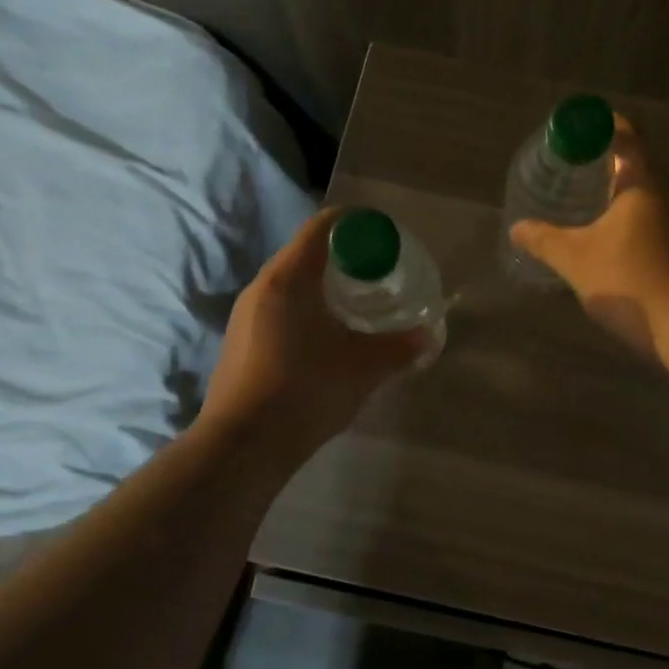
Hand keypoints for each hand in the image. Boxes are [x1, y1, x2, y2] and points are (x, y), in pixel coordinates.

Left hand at [200, 209, 426, 453]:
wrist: (243, 445)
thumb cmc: (307, 389)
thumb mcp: (365, 367)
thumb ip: (400, 346)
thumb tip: (428, 337)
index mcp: (290, 276)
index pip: (323, 226)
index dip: (357, 224)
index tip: (384, 237)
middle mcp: (262, 285)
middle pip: (307, 253)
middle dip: (345, 258)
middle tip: (379, 275)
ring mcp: (246, 314)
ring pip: (291, 283)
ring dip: (324, 287)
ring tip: (357, 308)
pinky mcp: (240, 341)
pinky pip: (279, 308)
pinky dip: (306, 310)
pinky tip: (326, 339)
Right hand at [510, 120, 668, 359]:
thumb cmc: (631, 280)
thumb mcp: (576, 259)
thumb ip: (544, 241)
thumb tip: (517, 227)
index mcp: (641, 187)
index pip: (626, 137)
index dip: (602, 126)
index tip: (577, 130)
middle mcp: (663, 202)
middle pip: (632, 171)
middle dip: (600, 169)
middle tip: (566, 174)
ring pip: (638, 206)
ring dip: (611, 204)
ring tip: (578, 213)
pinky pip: (645, 234)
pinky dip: (622, 233)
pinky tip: (602, 253)